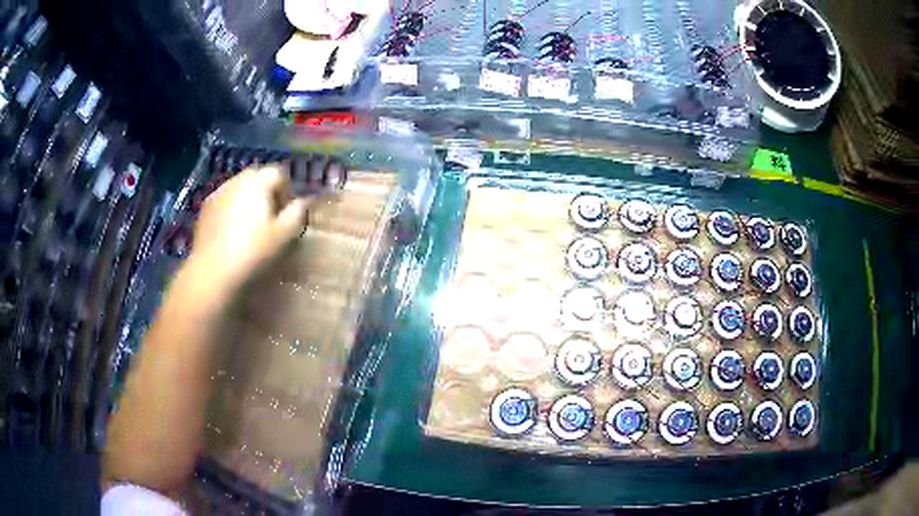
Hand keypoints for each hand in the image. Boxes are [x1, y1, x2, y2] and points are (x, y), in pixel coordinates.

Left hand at [189, 164, 310, 290]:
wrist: (212, 271)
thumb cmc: (252, 251)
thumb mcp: (284, 234)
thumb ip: (297, 212)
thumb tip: (304, 201)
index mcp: (258, 182)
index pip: (279, 173)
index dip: (287, 190)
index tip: (288, 212)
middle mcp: (237, 180)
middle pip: (257, 177)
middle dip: (267, 192)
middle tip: (271, 217)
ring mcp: (218, 192)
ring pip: (239, 188)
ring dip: (248, 199)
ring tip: (251, 225)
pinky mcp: (205, 208)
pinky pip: (224, 201)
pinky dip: (231, 209)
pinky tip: (232, 232)